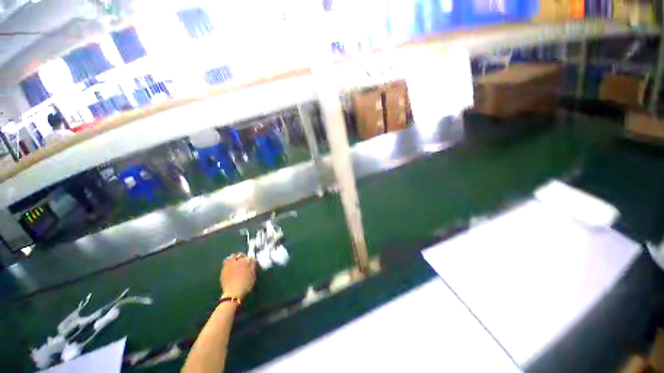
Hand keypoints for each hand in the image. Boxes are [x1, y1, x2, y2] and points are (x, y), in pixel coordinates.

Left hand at [221, 253, 255, 298]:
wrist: (233, 294)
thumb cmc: (246, 284)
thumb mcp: (253, 274)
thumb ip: (253, 264)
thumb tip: (252, 259)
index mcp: (243, 261)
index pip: (247, 256)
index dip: (249, 259)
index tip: (251, 262)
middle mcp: (234, 261)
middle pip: (237, 255)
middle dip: (240, 257)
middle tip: (243, 263)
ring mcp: (227, 266)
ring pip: (230, 259)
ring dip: (233, 260)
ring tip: (236, 265)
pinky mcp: (222, 272)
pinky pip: (225, 265)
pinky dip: (228, 265)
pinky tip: (231, 270)